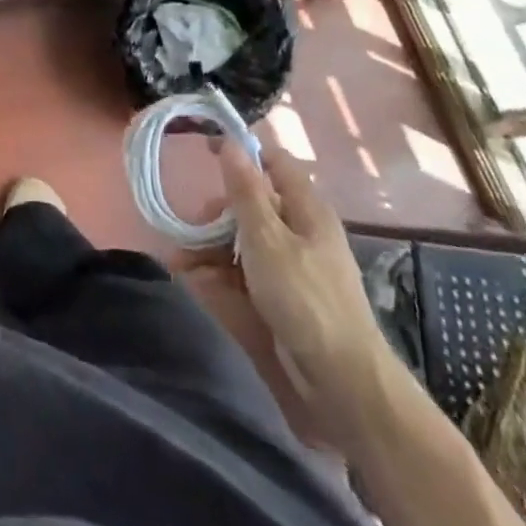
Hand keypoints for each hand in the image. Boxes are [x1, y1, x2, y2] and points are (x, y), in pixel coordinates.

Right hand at [216, 141, 389, 422]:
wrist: (342, 382)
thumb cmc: (304, 299)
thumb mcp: (266, 239)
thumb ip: (245, 192)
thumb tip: (231, 143)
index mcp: (306, 209)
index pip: (274, 162)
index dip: (242, 152)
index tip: (204, 151)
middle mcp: (301, 230)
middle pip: (253, 203)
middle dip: (218, 211)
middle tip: (192, 225)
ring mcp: (293, 265)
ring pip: (245, 238)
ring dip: (213, 244)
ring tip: (184, 260)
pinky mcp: (284, 295)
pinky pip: (246, 270)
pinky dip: (221, 271)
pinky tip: (196, 279)